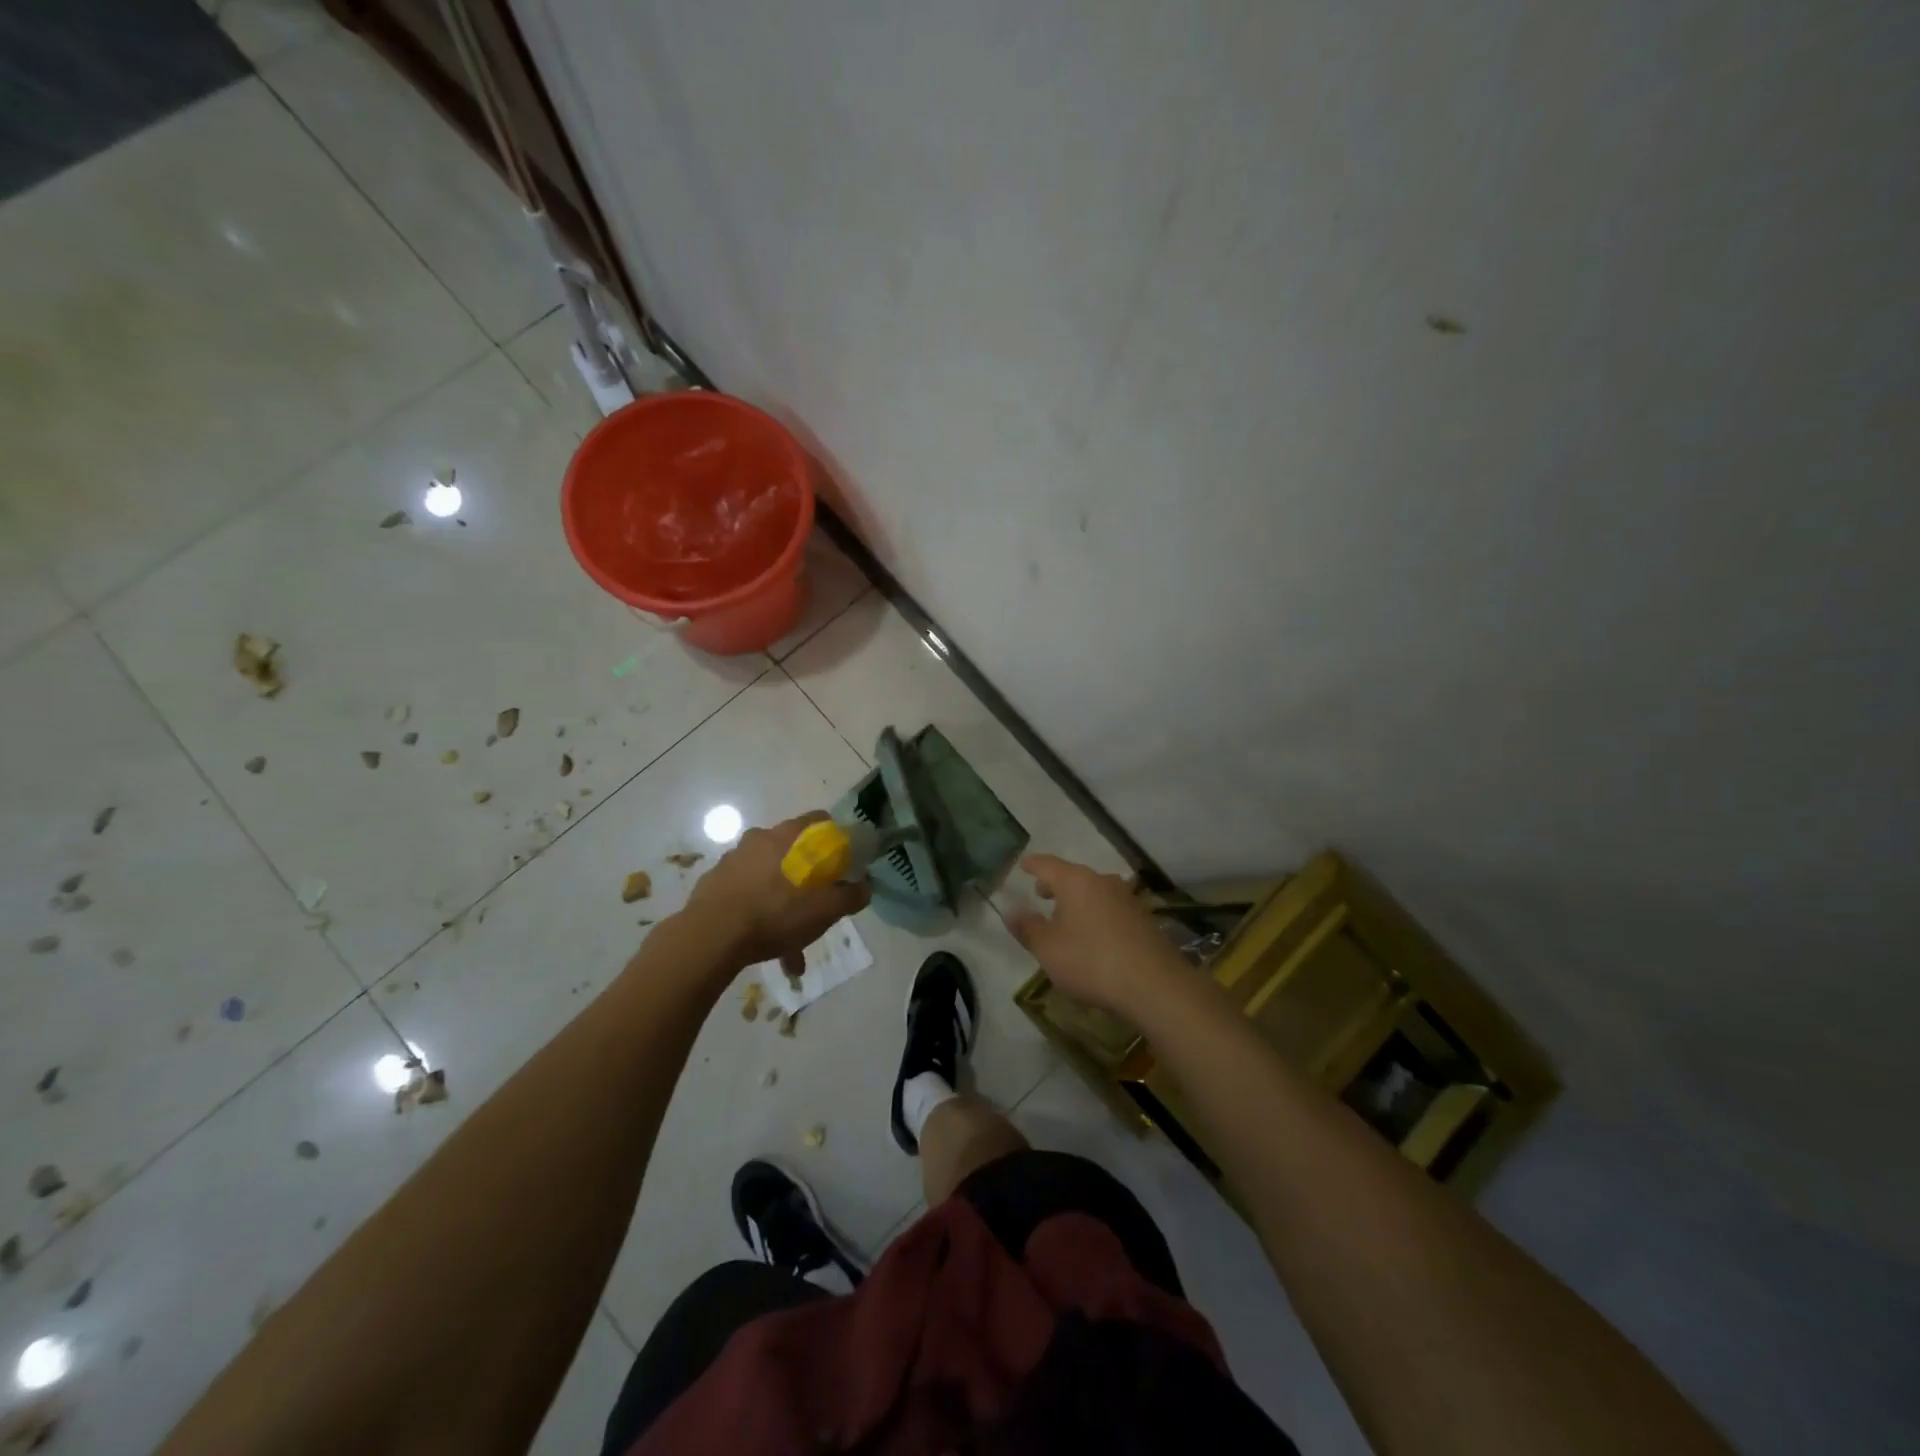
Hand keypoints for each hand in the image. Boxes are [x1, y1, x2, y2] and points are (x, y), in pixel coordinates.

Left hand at [685, 812, 870, 978]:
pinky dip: (759, 913)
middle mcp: (759, 839)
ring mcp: (732, 860)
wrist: (710, 937)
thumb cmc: (774, 913)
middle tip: (816, 904)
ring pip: (768, 877)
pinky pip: (746, 894)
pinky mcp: (713, 884)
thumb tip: (865, 887)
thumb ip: (849, 896)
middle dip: (807, 877)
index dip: (835, 838)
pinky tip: (767, 945)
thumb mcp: (823, 910)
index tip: (843, 861)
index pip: (819, 820)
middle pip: (793, 850)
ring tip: (792, 940)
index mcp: (787, 836)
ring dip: (782, 901)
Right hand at [1007, 854, 1185, 1017]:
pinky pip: (1110, 908)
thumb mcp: (1048, 949)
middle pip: (1073, 876)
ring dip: (1077, 901)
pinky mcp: (1143, 918)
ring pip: (1094, 891)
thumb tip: (1012, 912)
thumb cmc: (1091, 962)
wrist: (1155, 985)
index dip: (1033, 864)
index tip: (1023, 863)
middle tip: (1041, 894)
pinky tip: (1093, 935)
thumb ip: (1028, 928)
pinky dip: (1095, 914)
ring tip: (1066, 917)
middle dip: (1055, 884)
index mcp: (1076, 881)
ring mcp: (1127, 898)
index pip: (1048, 864)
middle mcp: (1102, 881)